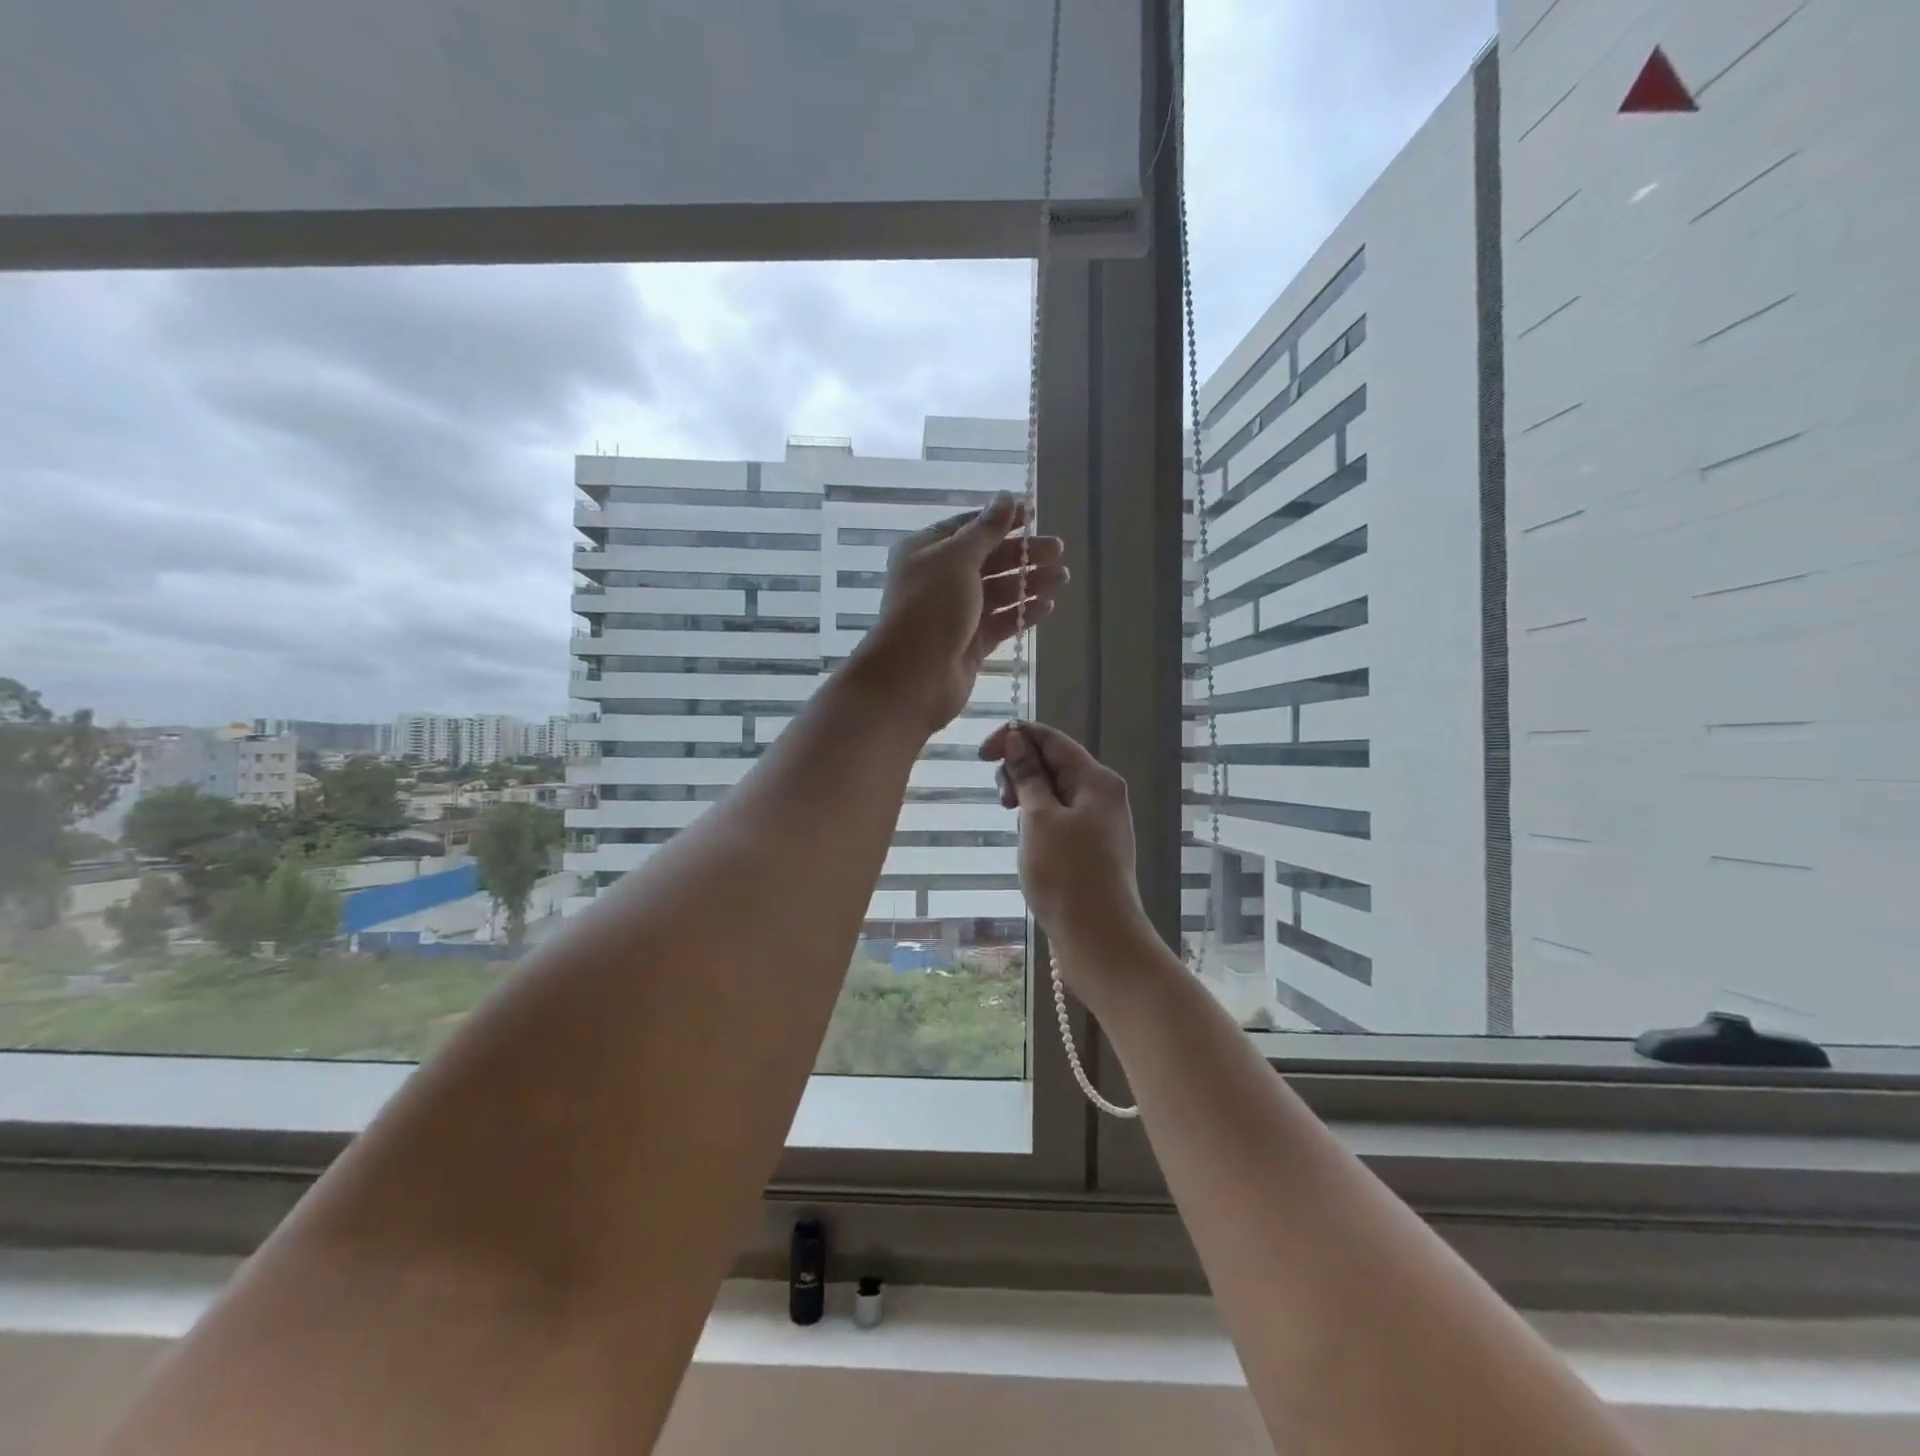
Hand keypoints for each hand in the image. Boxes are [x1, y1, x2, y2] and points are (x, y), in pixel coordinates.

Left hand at [852, 493, 1066, 733]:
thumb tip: (1006, 497)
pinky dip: (1023, 613)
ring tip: (1062, 578)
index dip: (1001, 521)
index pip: (969, 527)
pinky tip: (1048, 606)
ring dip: (1029, 583)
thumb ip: (986, 530)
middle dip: (1023, 554)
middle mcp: (939, 579)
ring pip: (998, 592)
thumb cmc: (931, 607)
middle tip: (1059, 550)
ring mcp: (955, 613)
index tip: (1033, 515)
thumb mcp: (957, 559)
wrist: (913, 676)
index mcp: (926, 551)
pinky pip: (1001, 622)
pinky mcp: (970, 643)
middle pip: (988, 560)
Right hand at [979, 720, 1153, 975]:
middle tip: (1002, 803)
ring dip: (1027, 798)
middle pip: (1053, 762)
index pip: (1050, 738)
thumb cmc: (1066, 875)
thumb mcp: (1039, 819)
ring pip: (1054, 791)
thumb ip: (1028, 776)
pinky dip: (1039, 820)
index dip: (1013, 737)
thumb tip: (1017, 739)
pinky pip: (1060, 817)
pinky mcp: (1093, 846)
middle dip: (1020, 771)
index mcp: (1095, 779)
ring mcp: (1100, 821)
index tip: (981, 756)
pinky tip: (1028, 842)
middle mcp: (1103, 793)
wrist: (1100, 939)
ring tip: (1015, 827)